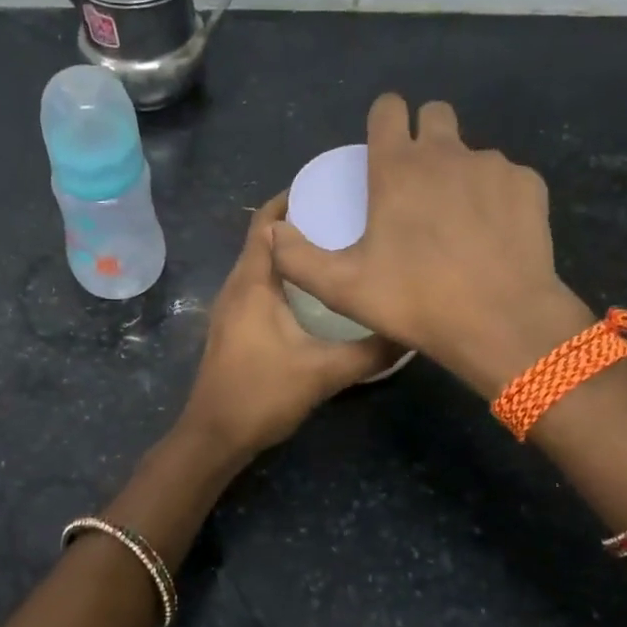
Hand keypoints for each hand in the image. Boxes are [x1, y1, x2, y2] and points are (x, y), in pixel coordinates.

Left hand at [180, 195, 398, 457]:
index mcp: (253, 282)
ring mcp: (231, 307)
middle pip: (264, 238)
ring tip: (337, 248)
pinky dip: (285, 277)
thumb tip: (411, 330)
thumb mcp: (324, 372)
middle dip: (300, 222)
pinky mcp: (234, 327)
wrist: (215, 435)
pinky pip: (260, 286)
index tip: (334, 192)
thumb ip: (370, 351)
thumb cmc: (262, 394)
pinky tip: (316, 293)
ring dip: (293, 252)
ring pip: (262, 264)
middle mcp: (237, 286)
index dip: (294, 200)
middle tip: (346, 217)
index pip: (267, 222)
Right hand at [270, 94, 592, 397]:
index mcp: (398, 168)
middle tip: (418, 182)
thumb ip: (297, 258)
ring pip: (471, 152)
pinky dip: (496, 198)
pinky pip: (506, 179)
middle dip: (424, 134)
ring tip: (457, 223)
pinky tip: (492, 236)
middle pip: (435, 114)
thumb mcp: (342, 288)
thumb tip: (272, 232)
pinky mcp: (528, 186)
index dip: (382, 120)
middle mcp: (446, 153)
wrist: (501, 321)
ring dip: (459, 173)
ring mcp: (492, 166)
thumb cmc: (415, 300)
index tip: (381, 147)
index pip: (388, 109)